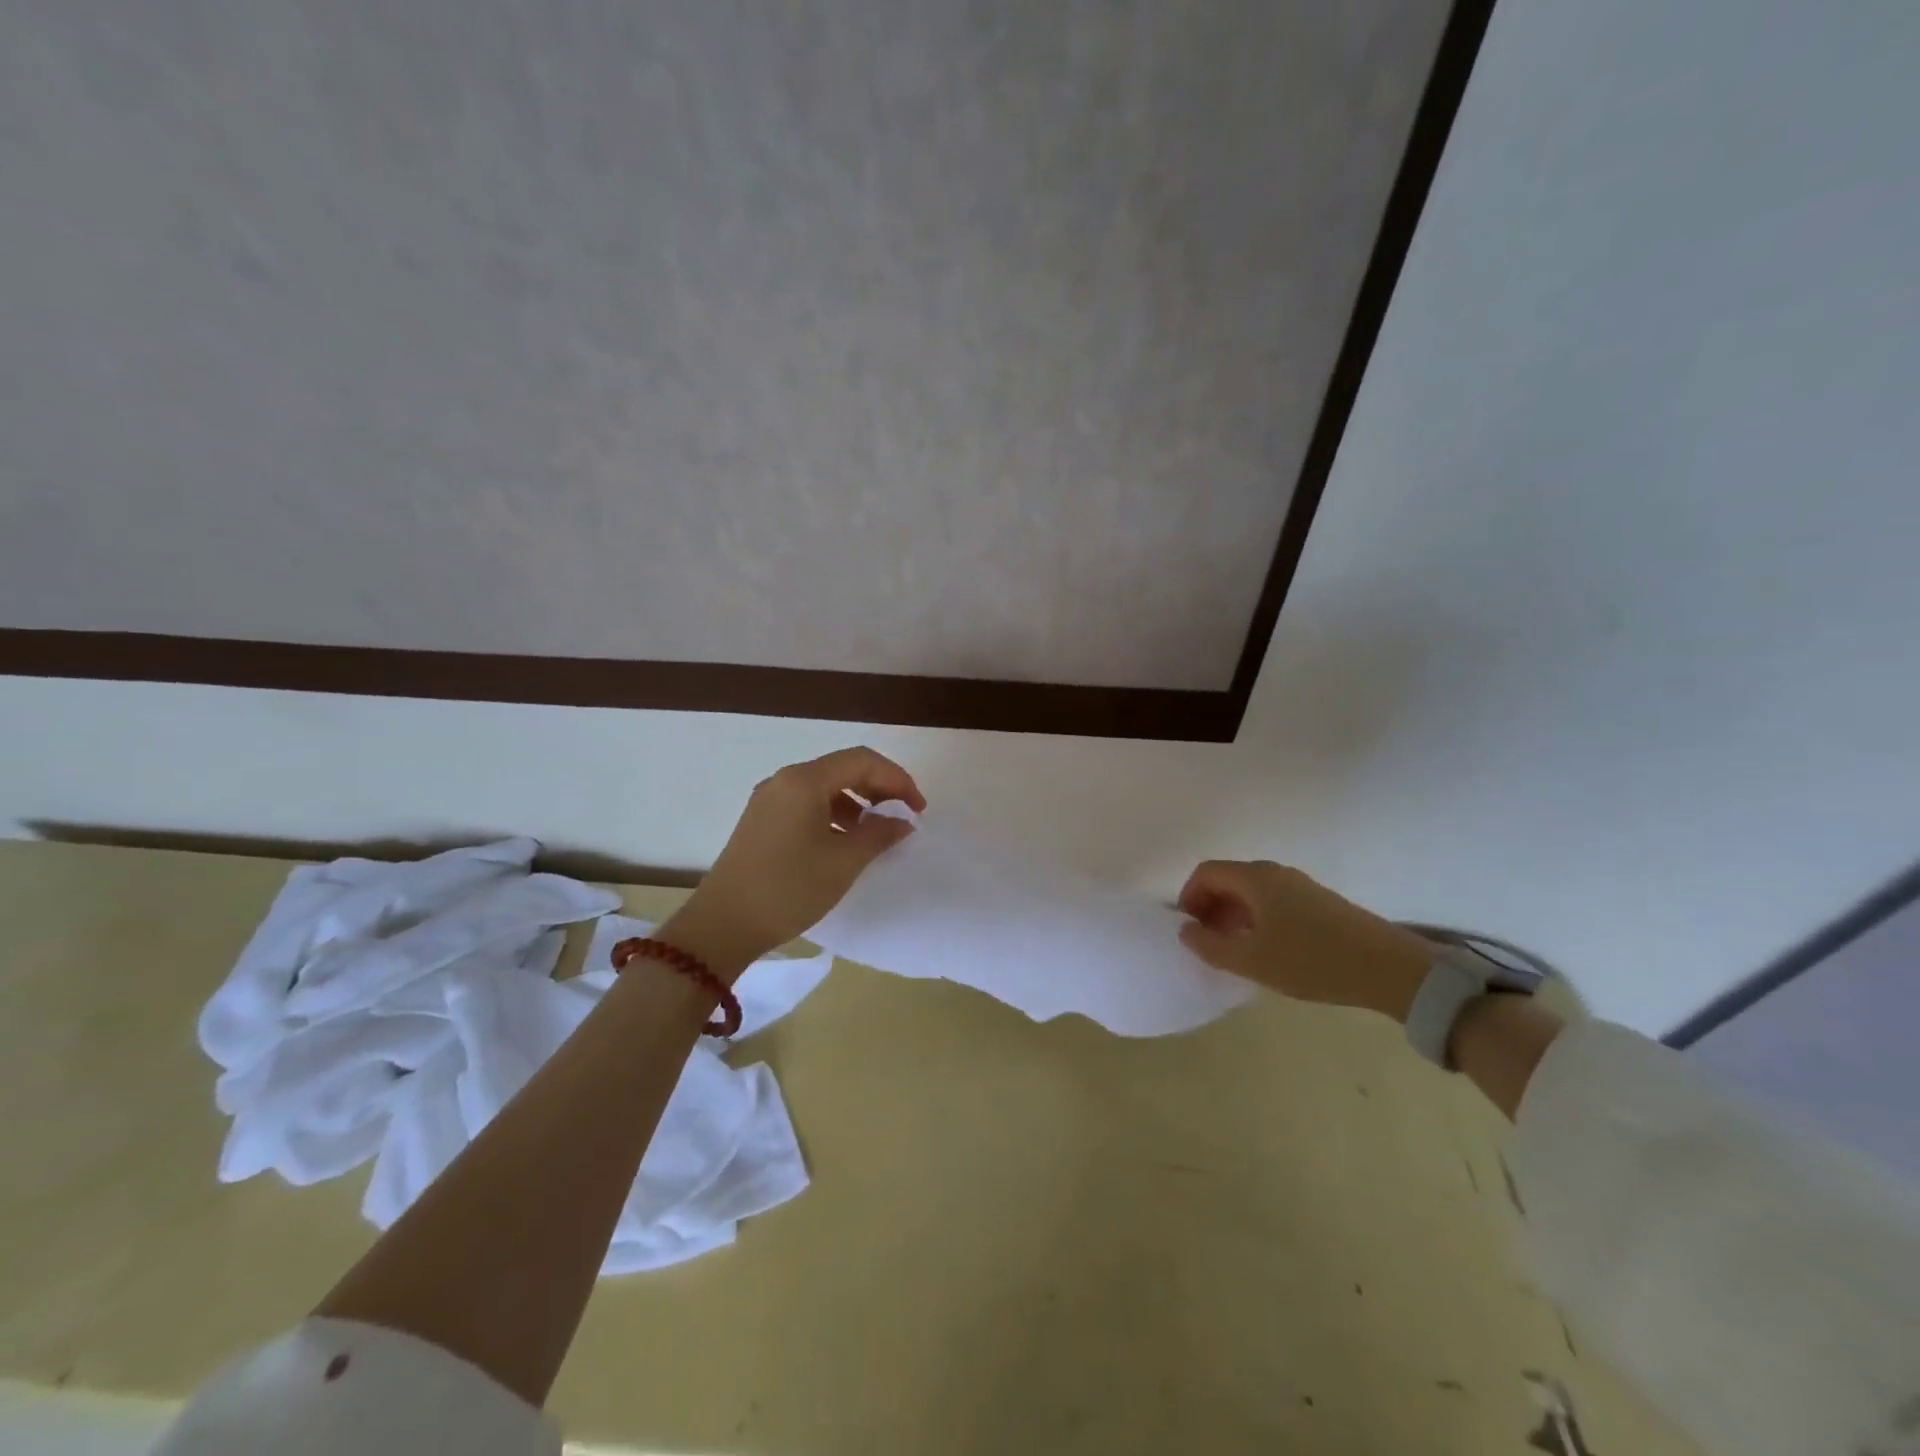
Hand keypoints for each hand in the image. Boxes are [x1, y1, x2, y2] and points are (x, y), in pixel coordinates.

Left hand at [661, 747, 926, 977]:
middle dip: (879, 787)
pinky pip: (807, 803)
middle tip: (903, 815)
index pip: (862, 761)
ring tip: (877, 831)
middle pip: (843, 768)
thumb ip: (879, 834)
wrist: (723, 925)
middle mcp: (785, 780)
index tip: (918, 809)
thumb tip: (902, 821)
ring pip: (825, 786)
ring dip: (857, 801)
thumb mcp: (844, 862)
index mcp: (805, 780)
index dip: (897, 780)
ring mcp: (769, 799)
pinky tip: (845, 840)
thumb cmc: (789, 888)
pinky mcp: (761, 820)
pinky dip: (834, 813)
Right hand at [1177, 860, 1434, 1021]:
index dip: (1188, 897)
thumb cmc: (1312, 961)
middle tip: (1207, 942)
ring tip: (1234, 950)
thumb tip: (1186, 931)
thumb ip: (1210, 946)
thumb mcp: (1252, 960)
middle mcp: (1275, 873)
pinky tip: (1267, 950)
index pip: (1206, 873)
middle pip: (1228, 879)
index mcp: (1255, 878)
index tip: (1189, 930)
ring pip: (1251, 892)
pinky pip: (1273, 902)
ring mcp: (1300, 886)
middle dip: (1210, 907)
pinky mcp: (1319, 902)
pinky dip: (1257, 919)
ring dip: (1233, 915)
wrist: (1389, 969)